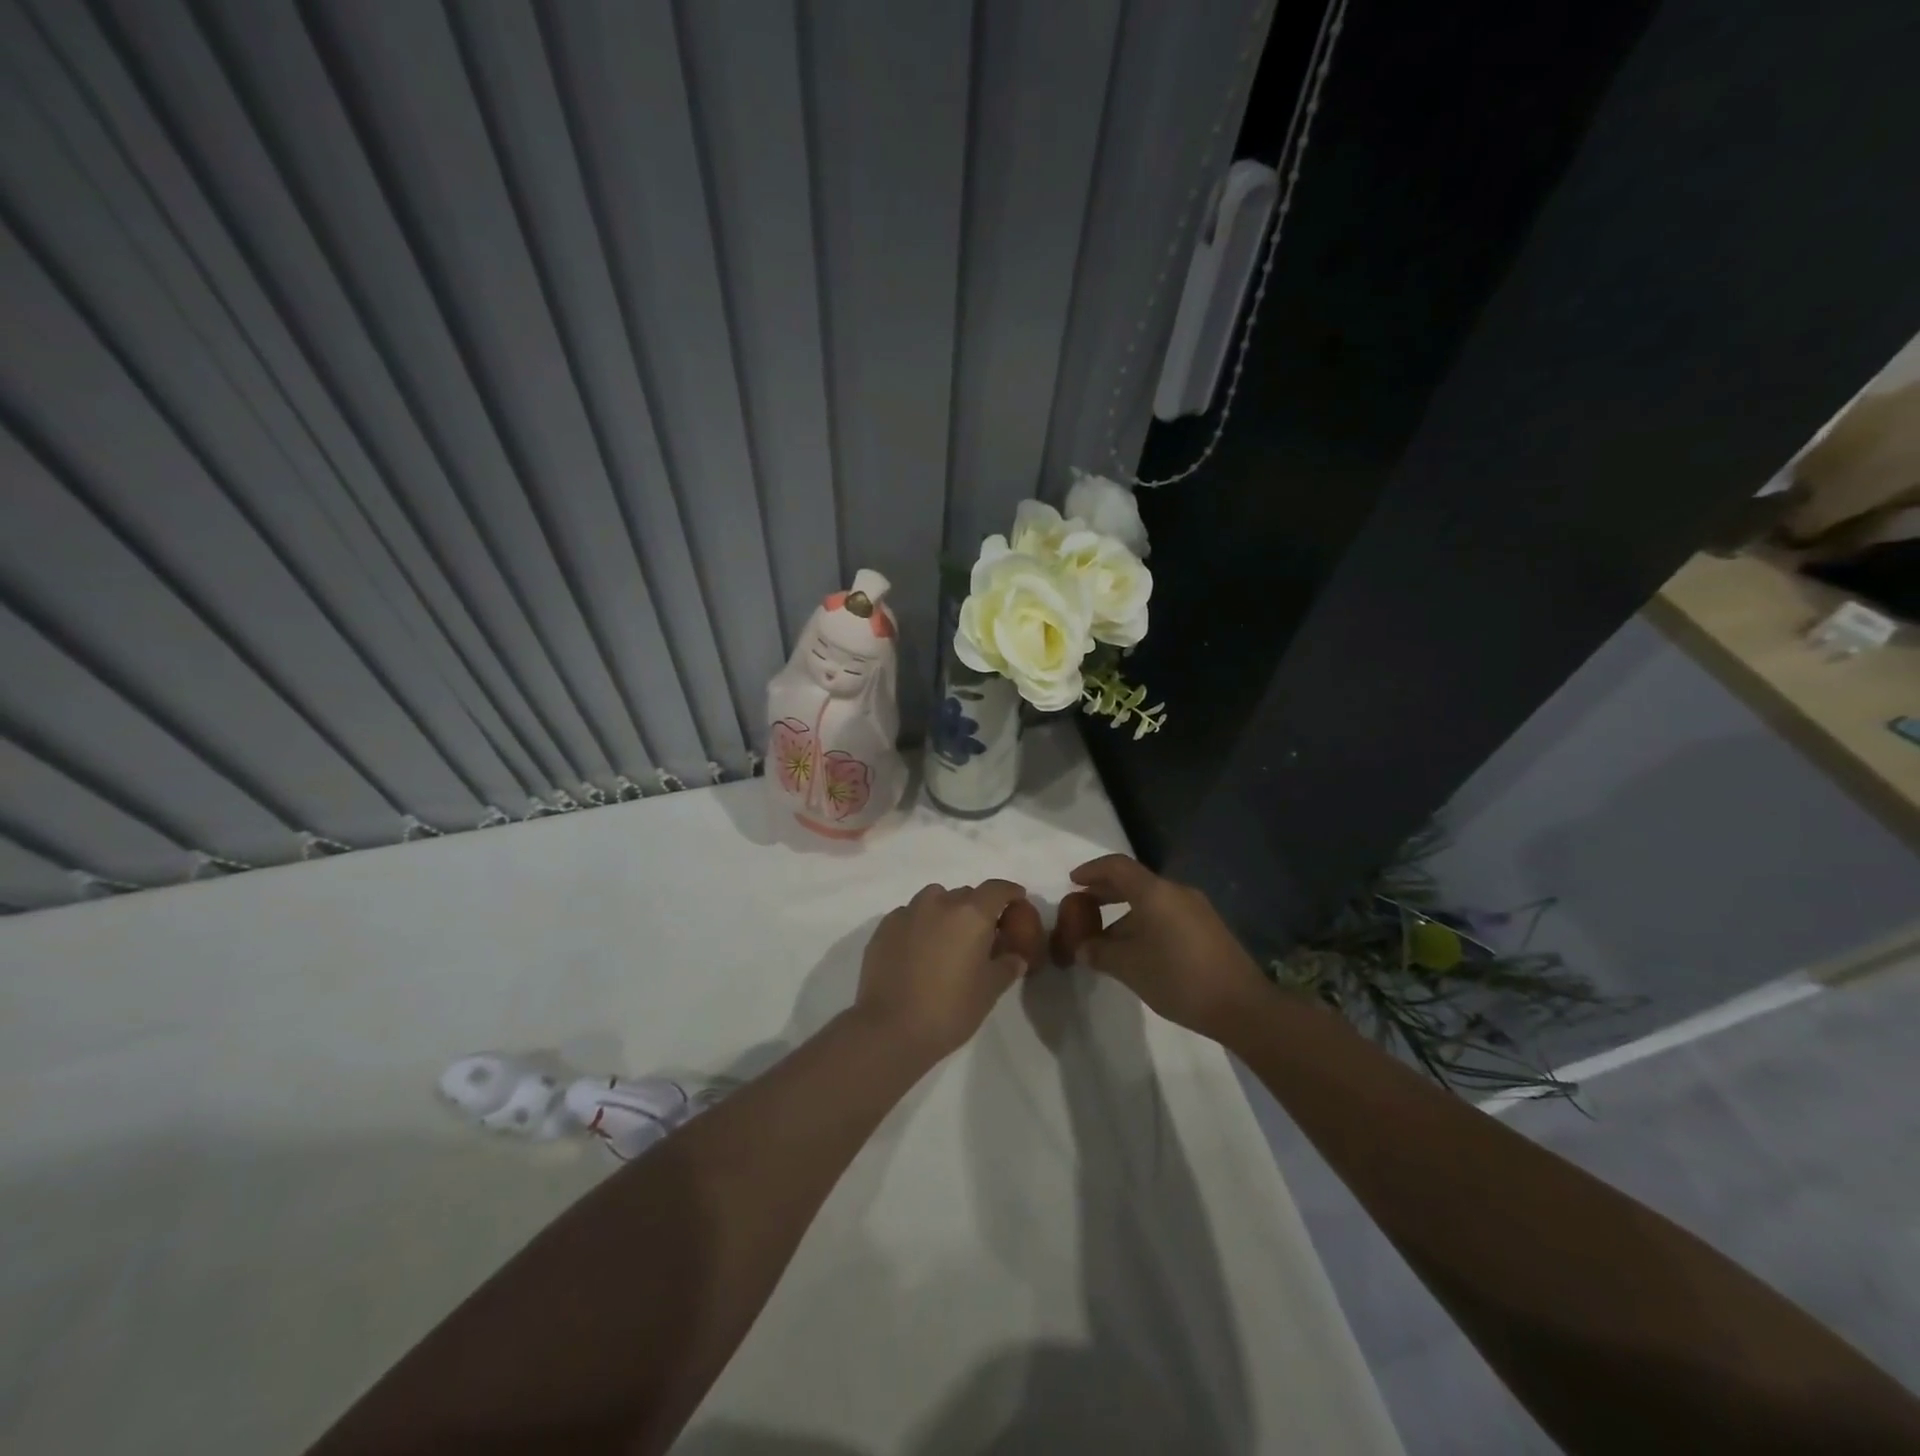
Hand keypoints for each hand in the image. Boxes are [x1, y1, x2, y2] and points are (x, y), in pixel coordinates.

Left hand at [855, 881, 1028, 1058]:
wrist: (889, 1028)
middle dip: (977, 908)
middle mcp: (939, 903)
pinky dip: (920, 924)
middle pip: (965, 894)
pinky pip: (910, 915)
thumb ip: (1007, 966)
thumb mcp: (989, 991)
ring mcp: (908, 912)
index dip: (1010, 892)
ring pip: (934, 899)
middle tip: (981, 934)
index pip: (997, 889)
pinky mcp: (884, 927)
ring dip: (946, 911)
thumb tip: (1015, 957)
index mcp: (971, 914)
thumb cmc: (949, 1009)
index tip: (1017, 900)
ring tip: (946, 939)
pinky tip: (918, 950)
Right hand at [1068, 855, 1268, 1039]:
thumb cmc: (1179, 979)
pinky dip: (1144, 921)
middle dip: (1105, 891)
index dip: (1091, 871)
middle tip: (1082, 905)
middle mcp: (1176, 892)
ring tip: (1104, 936)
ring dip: (1124, 911)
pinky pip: (1166, 913)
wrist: (1242, 1006)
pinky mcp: (1207, 928)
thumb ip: (1100, 953)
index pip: (1116, 866)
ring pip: (1151, 900)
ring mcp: (1196, 909)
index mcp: (1155, 892)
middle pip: (1134, 881)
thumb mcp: (1130, 967)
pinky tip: (1135, 948)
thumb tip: (1082, 948)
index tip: (1072, 882)